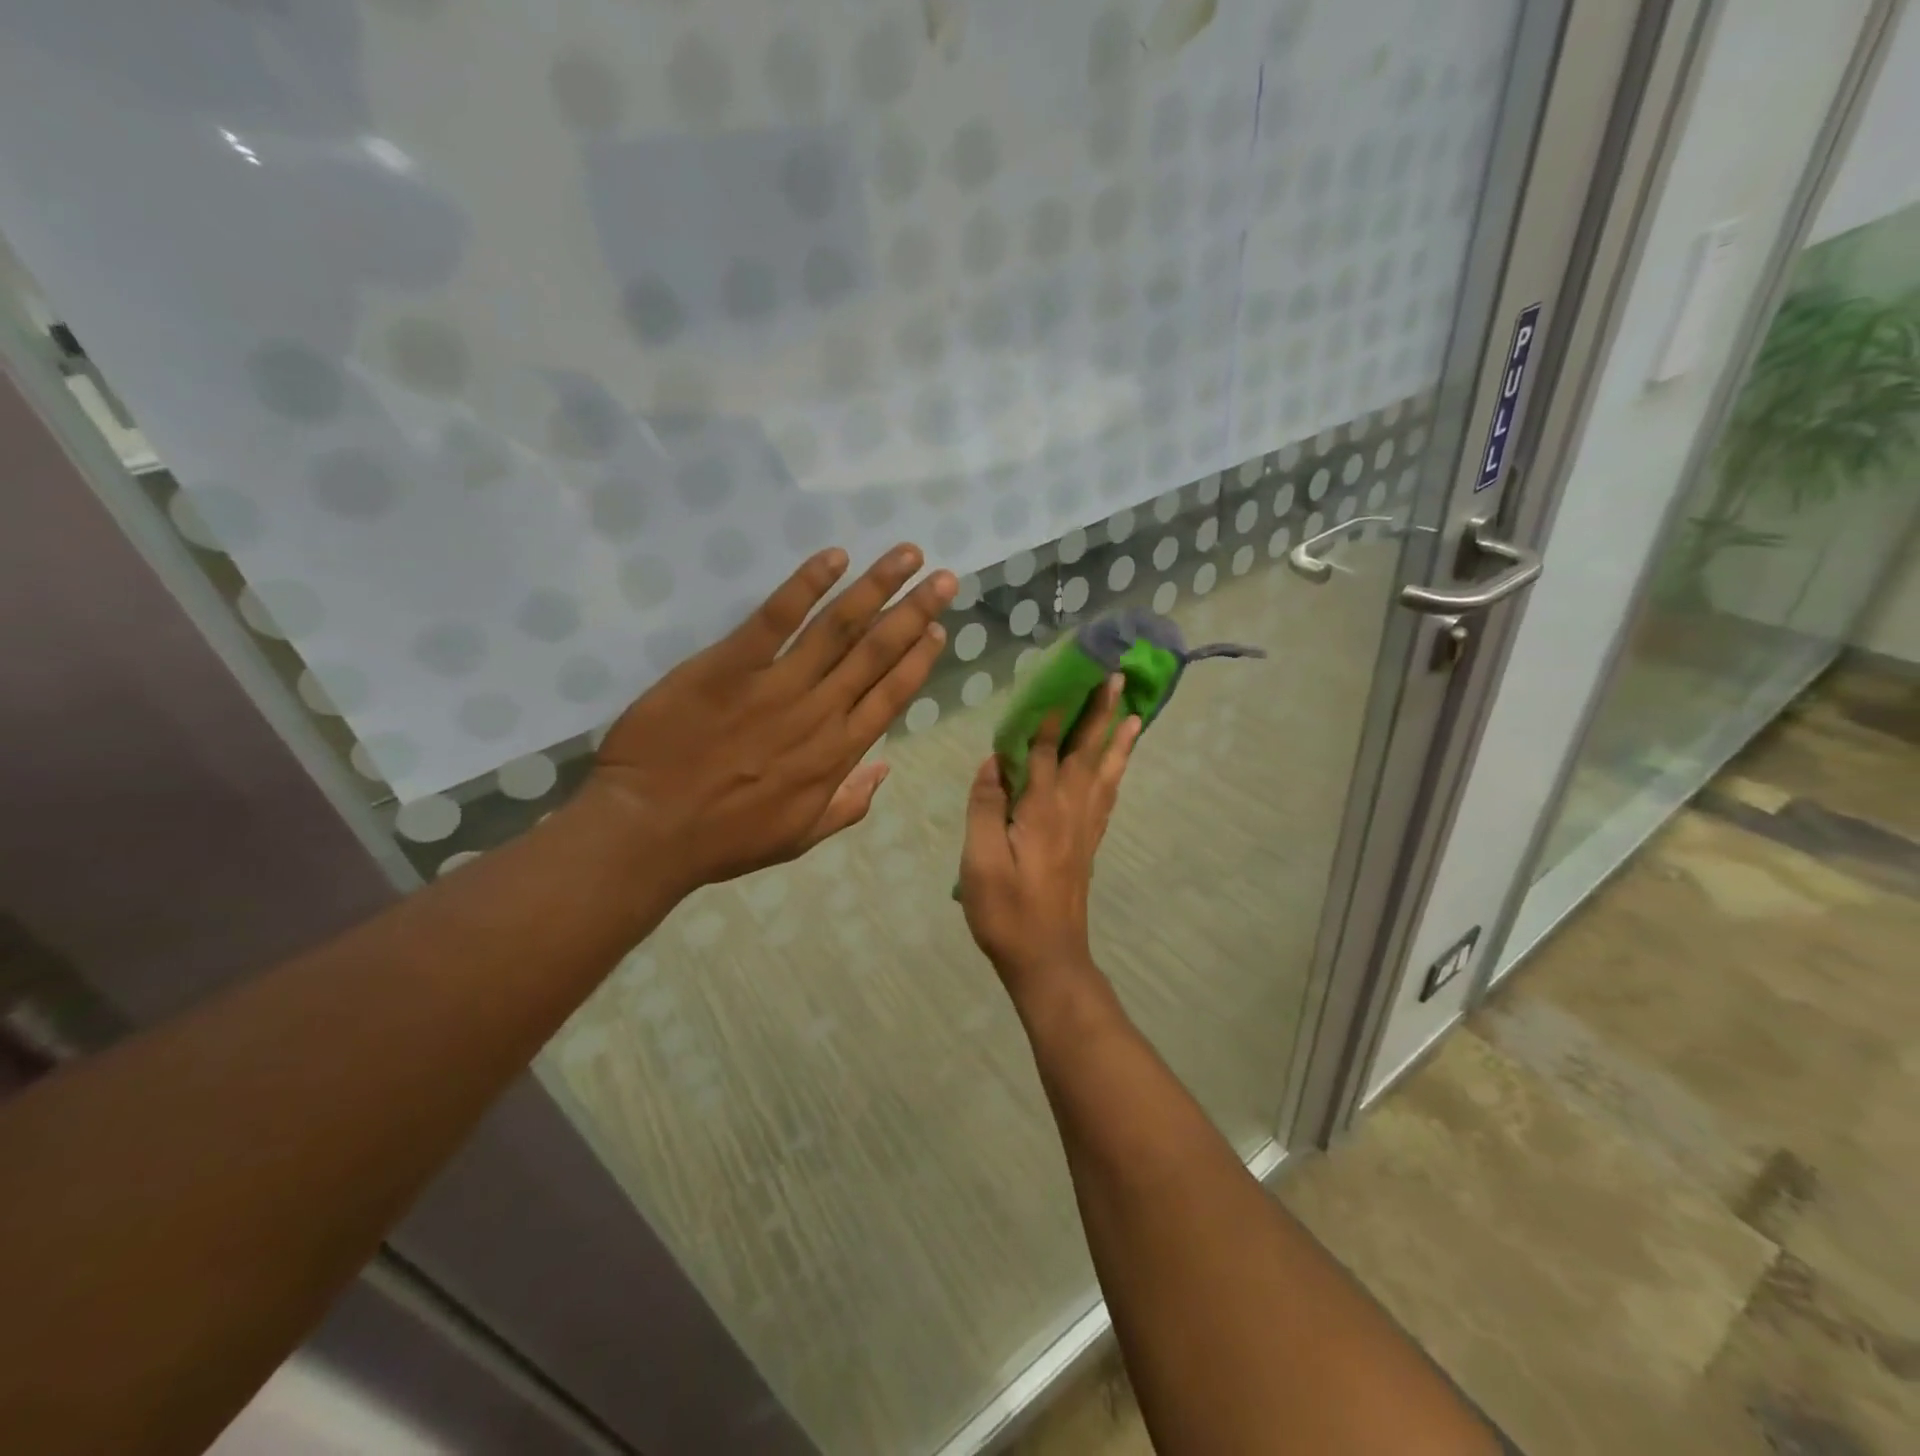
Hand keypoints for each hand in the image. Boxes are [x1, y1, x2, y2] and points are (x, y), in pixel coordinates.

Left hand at [587, 544, 956, 898]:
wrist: (648, 829)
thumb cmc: (723, 838)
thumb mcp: (798, 837)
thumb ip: (847, 804)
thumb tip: (884, 769)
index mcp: (836, 755)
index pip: (891, 696)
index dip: (918, 659)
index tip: (939, 628)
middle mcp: (819, 713)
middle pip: (876, 654)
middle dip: (915, 612)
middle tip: (945, 578)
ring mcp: (776, 685)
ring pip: (838, 628)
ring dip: (877, 588)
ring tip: (907, 555)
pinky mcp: (730, 664)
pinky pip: (775, 618)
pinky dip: (806, 585)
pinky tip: (835, 557)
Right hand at [959, 677, 1142, 1002]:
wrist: (1048, 960)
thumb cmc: (1007, 914)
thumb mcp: (981, 863)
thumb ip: (986, 809)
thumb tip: (994, 761)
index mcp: (1040, 811)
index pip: (1047, 751)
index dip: (1053, 712)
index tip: (1065, 674)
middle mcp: (1069, 811)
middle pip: (1086, 752)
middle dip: (1099, 711)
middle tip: (1116, 675)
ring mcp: (1084, 828)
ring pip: (1104, 771)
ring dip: (1117, 736)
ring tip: (1133, 708)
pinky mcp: (1088, 844)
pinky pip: (1108, 796)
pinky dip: (1116, 771)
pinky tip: (1120, 762)